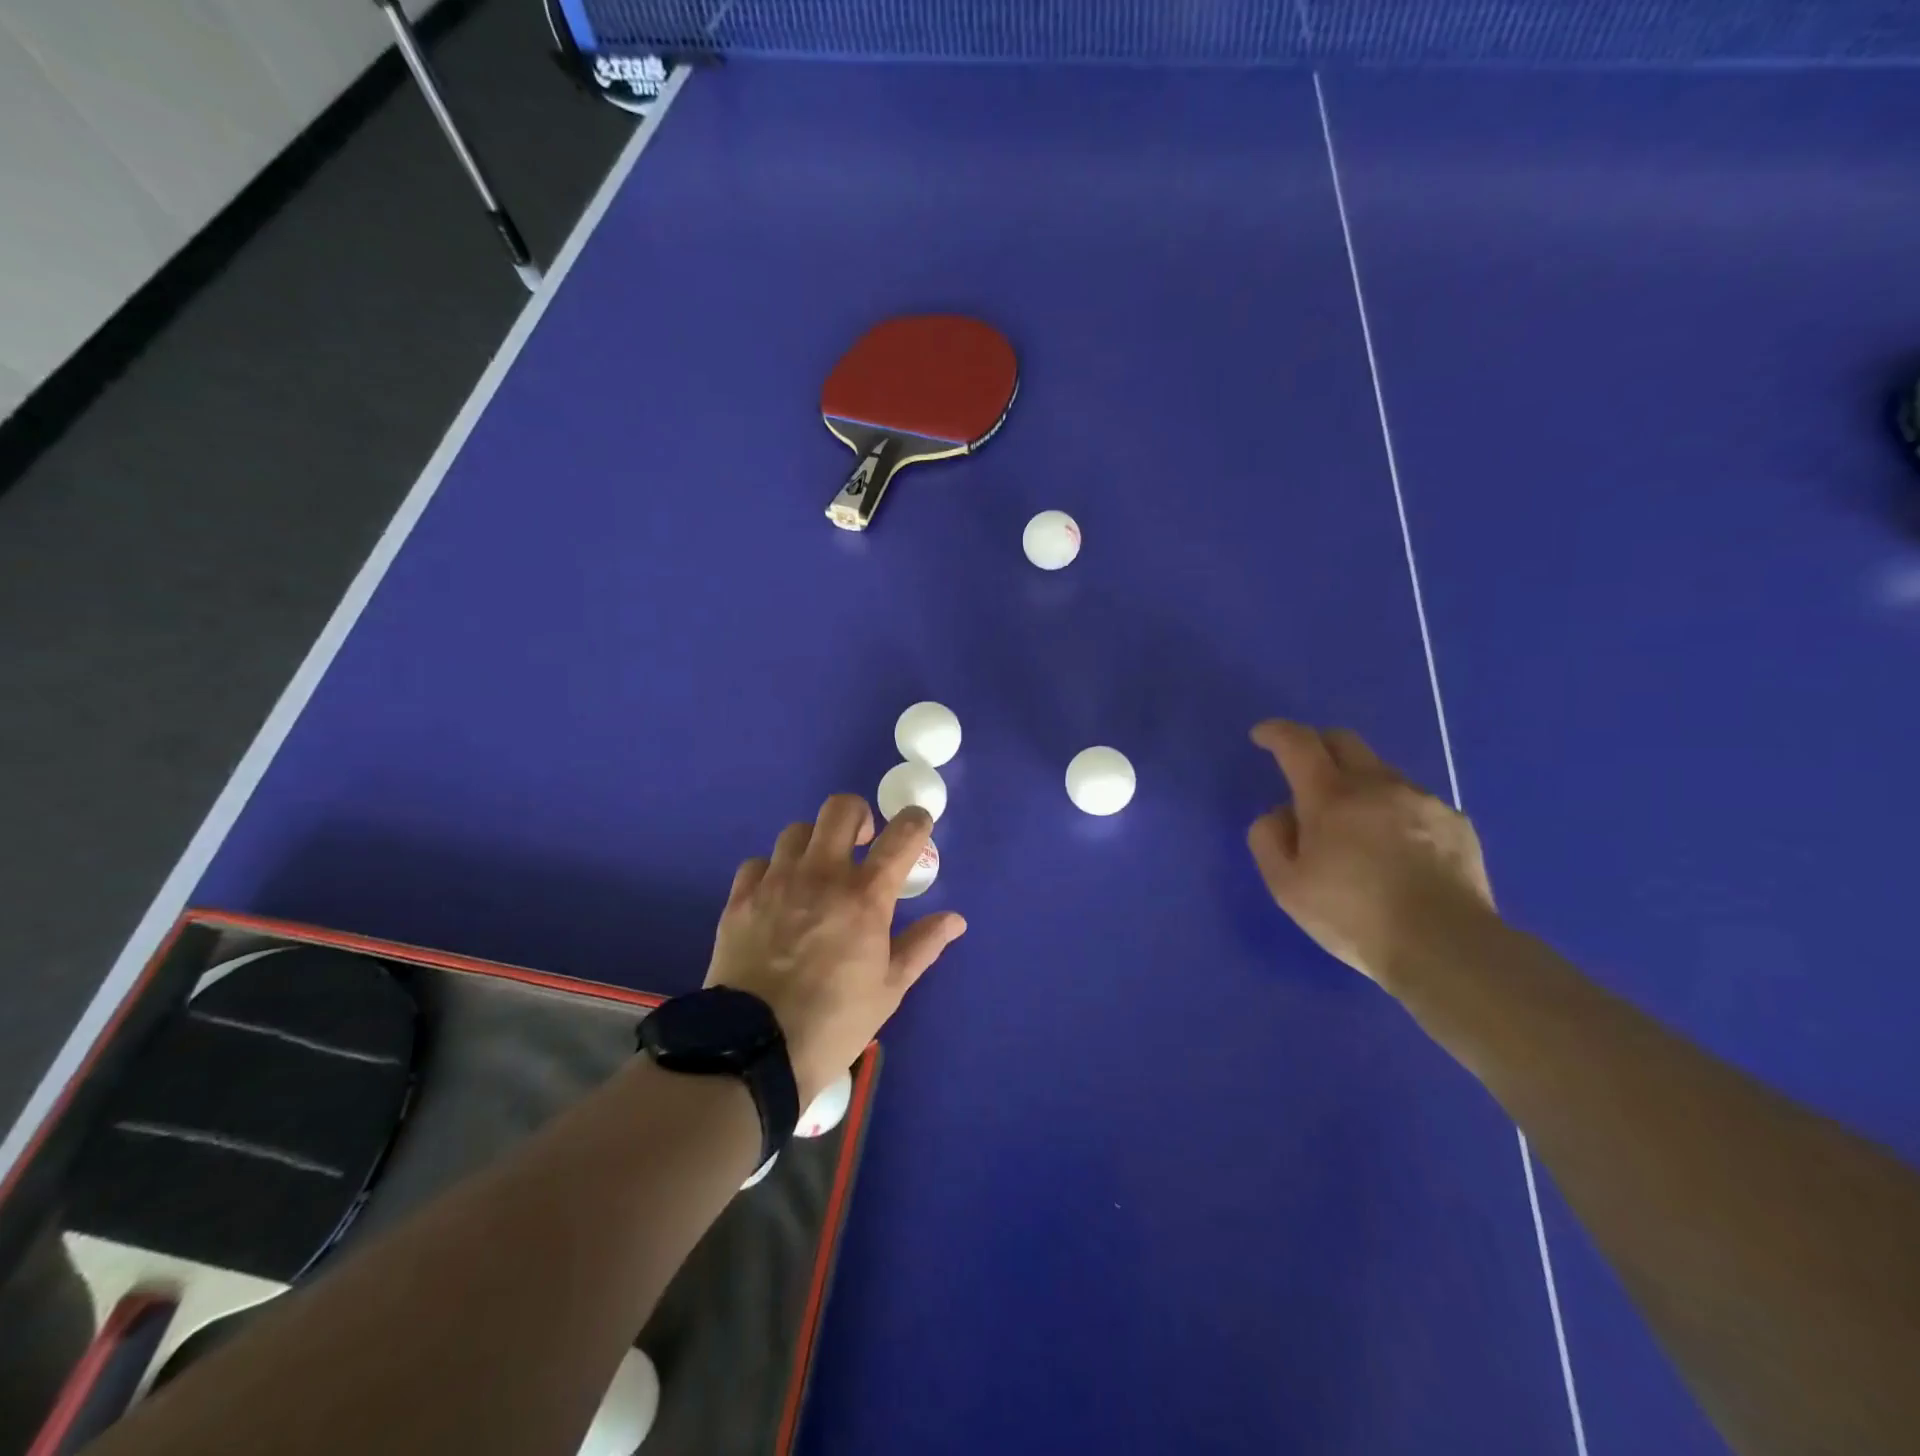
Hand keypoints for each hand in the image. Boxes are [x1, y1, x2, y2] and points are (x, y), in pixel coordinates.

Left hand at [705, 795, 965, 1105]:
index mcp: (865, 896)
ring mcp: (777, 882)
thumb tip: (955, 919)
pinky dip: (773, 870)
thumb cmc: (835, 1022)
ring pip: (797, 831)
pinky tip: (778, 895)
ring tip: (817, 871)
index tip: (919, 824)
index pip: (901, 836)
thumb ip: (922, 945)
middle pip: (841, 808)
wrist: (754, 1049)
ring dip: (815, 843)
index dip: (916, 821)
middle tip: (863, 842)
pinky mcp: (741, 898)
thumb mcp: (889, 989)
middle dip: (859, 815)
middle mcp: (821, 875)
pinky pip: (759, 862)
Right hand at [1247, 720, 1494, 988]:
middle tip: (1304, 771)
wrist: (1445, 946)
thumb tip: (1280, 814)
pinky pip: (1415, 802)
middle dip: (1317, 745)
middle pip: (1344, 740)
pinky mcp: (1456, 823)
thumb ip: (1269, 840)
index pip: (1298, 744)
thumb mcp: (1286, 887)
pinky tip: (1397, 850)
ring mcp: (1423, 801)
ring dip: (1358, 783)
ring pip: (1381, 772)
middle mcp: (1378, 785)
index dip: (1276, 732)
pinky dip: (1394, 812)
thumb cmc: (1353, 916)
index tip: (1262, 736)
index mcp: (1330, 797)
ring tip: (1355, 825)